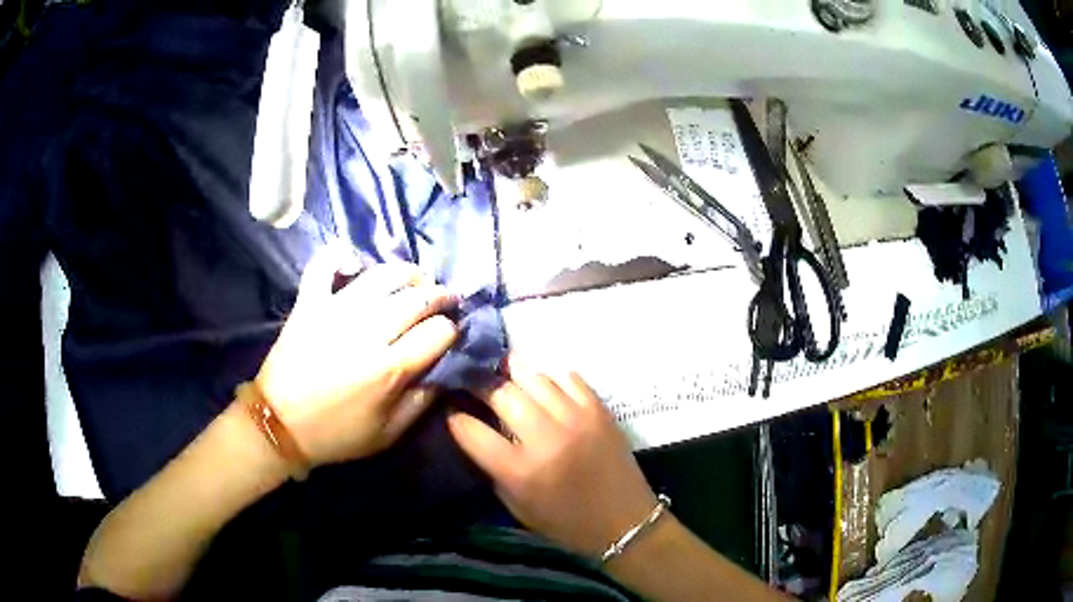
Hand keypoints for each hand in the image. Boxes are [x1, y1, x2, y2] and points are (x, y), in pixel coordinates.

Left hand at [256, 249, 458, 466]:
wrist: (280, 425)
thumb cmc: (337, 434)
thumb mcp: (389, 434)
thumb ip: (422, 402)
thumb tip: (444, 371)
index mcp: (391, 367)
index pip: (439, 331)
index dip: (451, 330)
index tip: (450, 334)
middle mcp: (368, 331)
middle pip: (417, 298)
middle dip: (440, 295)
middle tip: (445, 299)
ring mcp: (336, 310)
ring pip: (382, 275)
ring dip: (407, 272)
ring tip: (415, 279)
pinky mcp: (309, 303)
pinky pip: (323, 265)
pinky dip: (339, 255)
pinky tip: (354, 261)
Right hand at [448, 357, 657, 558]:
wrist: (624, 522)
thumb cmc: (565, 522)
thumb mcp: (516, 505)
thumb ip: (494, 467)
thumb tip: (476, 431)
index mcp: (521, 471)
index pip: (472, 430)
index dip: (456, 419)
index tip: (453, 413)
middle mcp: (546, 438)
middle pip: (500, 392)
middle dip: (480, 384)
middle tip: (474, 382)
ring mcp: (576, 419)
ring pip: (533, 376)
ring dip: (512, 372)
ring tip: (503, 372)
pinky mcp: (599, 409)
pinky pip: (568, 377)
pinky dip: (550, 376)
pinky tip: (543, 384)